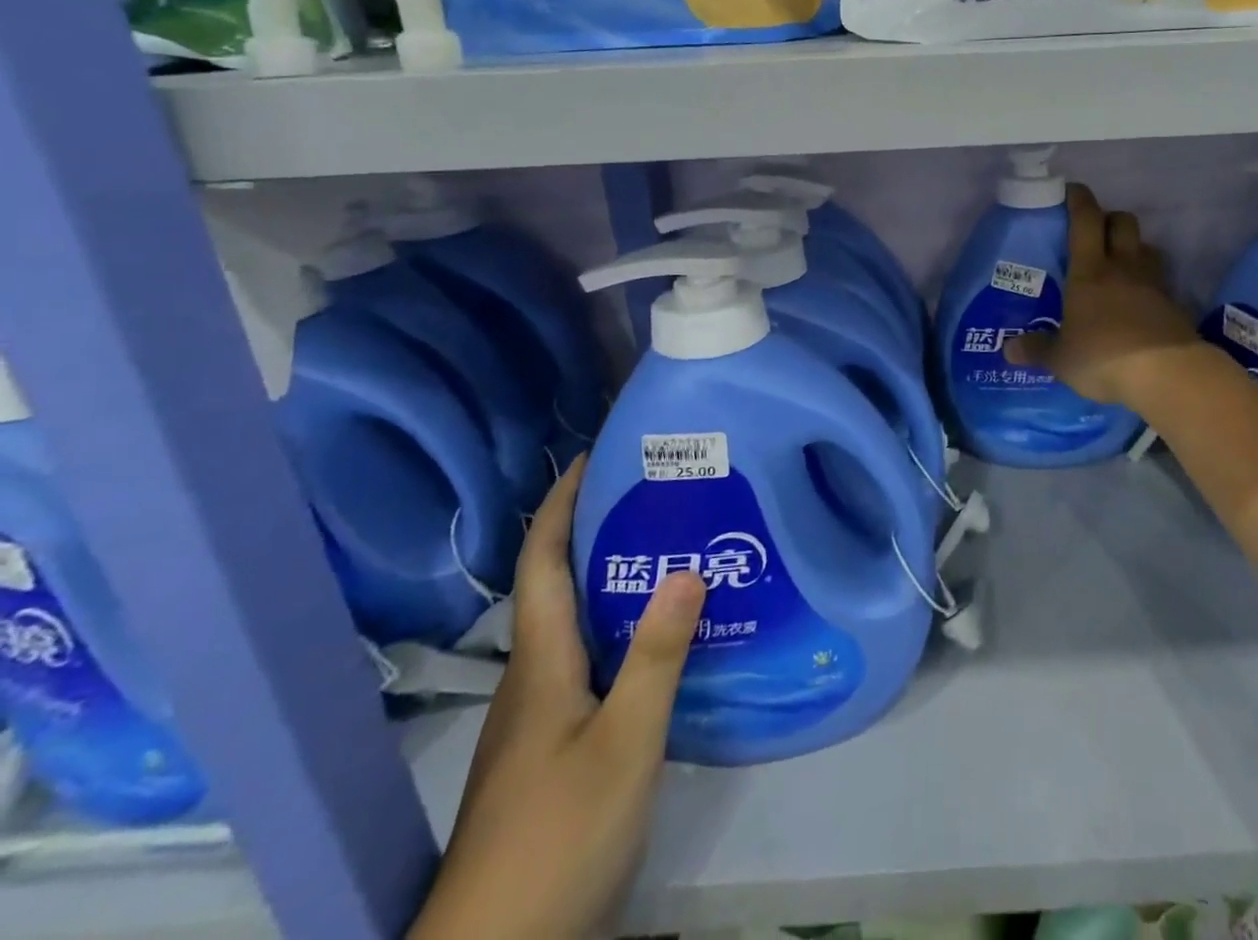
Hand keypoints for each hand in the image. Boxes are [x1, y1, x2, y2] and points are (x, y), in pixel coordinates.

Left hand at [409, 460, 705, 939]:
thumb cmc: (558, 836)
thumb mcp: (625, 740)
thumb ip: (657, 655)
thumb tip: (687, 567)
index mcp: (541, 664)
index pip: (542, 563)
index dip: (560, 506)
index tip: (590, 458)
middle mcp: (532, 681)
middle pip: (554, 588)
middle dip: (593, 533)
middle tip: (653, 499)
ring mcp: (536, 721)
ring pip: (571, 629)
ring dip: (608, 583)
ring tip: (667, 557)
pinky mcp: (549, 752)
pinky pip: (585, 665)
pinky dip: (616, 633)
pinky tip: (657, 646)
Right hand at [1006, 183, 1200, 405]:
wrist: (1168, 374)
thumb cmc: (1104, 357)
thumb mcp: (1062, 359)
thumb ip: (1038, 349)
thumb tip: (1009, 350)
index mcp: (1090, 271)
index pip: (1086, 220)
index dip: (1079, 200)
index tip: (1071, 191)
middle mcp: (1124, 267)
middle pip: (1123, 222)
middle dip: (1109, 218)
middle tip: (1094, 232)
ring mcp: (1153, 284)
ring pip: (1146, 248)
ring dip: (1132, 248)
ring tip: (1118, 265)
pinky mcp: (1174, 305)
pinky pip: (1160, 280)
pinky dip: (1148, 282)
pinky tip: (1138, 301)